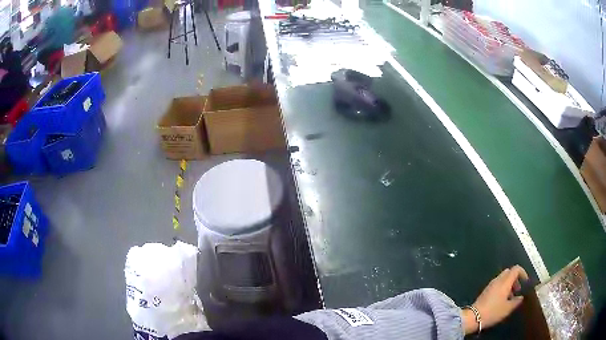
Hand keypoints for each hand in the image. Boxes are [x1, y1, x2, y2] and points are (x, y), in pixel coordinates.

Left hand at [462, 265, 528, 333]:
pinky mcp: (486, 290)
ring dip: (509, 284)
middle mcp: (498, 280)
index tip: (525, 282)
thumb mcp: (508, 309)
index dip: (523, 273)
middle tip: (517, 290)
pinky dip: (502, 288)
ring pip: (503, 278)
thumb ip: (517, 301)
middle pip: (509, 272)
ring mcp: (491, 284)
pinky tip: (502, 300)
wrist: (473, 317)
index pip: (516, 269)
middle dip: (515, 279)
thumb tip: (521, 297)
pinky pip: (497, 284)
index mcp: (505, 281)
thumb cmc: (493, 312)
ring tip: (510, 297)